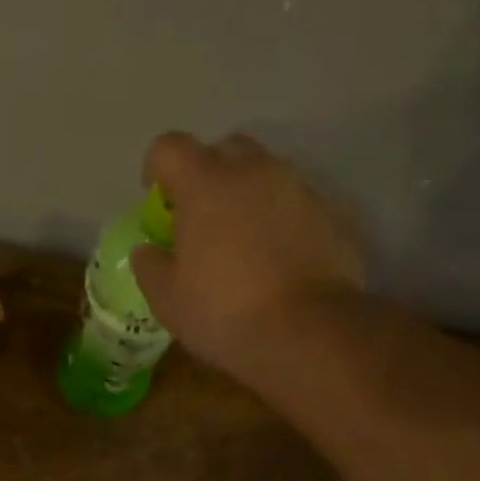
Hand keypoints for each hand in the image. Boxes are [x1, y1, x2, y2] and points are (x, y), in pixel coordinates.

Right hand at [131, 133, 365, 388]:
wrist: (306, 332)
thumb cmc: (223, 314)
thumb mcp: (168, 301)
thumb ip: (151, 267)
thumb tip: (146, 250)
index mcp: (205, 184)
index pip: (169, 148)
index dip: (156, 169)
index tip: (156, 201)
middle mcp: (255, 171)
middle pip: (225, 150)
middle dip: (208, 176)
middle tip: (202, 220)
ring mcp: (299, 188)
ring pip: (266, 175)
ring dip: (249, 198)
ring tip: (244, 244)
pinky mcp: (332, 214)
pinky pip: (297, 206)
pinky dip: (282, 223)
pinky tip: (278, 263)